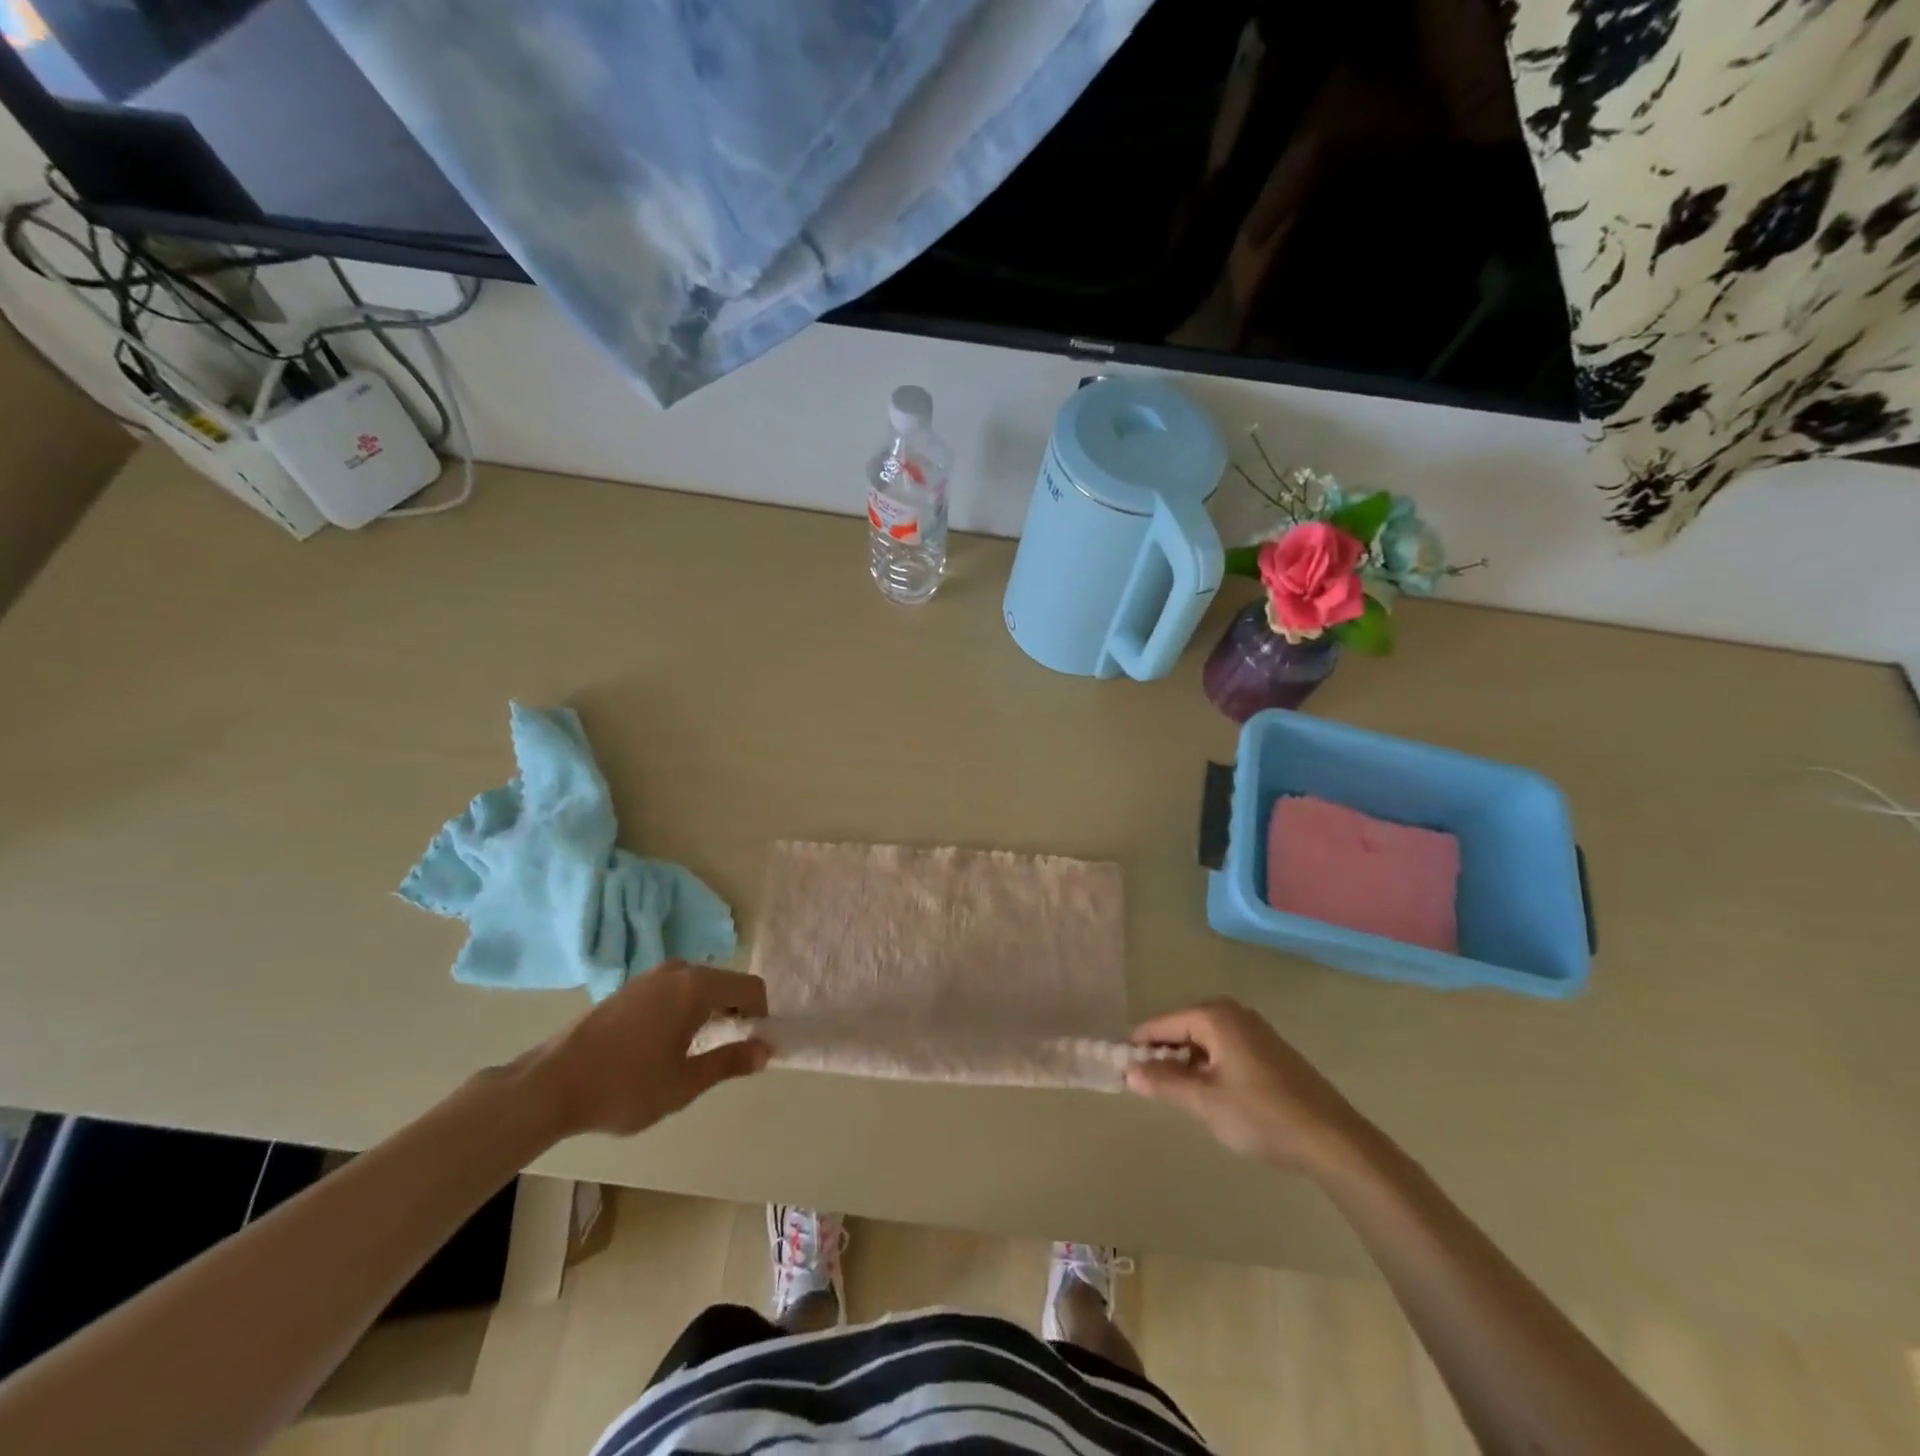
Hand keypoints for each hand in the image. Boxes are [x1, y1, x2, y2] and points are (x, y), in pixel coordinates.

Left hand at [533, 962, 769, 1138]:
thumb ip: (730, 1062)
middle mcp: (678, 970)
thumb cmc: (625, 1086)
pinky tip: (663, 1043)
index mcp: (697, 986)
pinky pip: (675, 988)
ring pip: (699, 985)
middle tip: (723, 1053)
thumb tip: (766, 1050)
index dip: (760, 1016)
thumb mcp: (684, 1083)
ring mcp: (650, 975)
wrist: (550, 1084)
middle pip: (725, 982)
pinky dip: (685, 1008)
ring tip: (693, 1051)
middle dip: (734, 1013)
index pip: (750, 987)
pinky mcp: (630, 987)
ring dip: (709, 1011)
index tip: (750, 1048)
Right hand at [1126, 999, 1364, 1173]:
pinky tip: (1213, 1094)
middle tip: (1152, 1088)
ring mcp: (1254, 1029)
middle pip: (1183, 1028)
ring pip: (1205, 1040)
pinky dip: (1211, 1065)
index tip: (1123, 1070)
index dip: (1141, 1047)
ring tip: (1181, 1095)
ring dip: (1189, 1063)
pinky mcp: (1269, 1049)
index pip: (1162, 1024)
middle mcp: (1233, 1012)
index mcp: (1214, 1016)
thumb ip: (1164, 1083)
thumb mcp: (1205, 1102)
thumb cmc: (1262, 1115)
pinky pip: (1225, 1047)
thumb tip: (1129, 1071)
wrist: (1333, 1140)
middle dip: (1165, 1055)